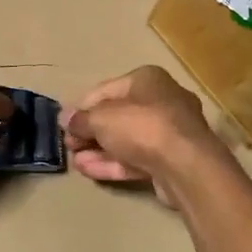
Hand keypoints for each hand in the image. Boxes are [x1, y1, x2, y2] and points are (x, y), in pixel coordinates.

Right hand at [59, 66, 233, 207]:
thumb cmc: (142, 127)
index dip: (81, 107)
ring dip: (98, 150)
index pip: (105, 90)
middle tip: (69, 145)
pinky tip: (89, 171)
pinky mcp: (172, 160)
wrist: (186, 166)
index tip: (65, 124)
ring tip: (75, 162)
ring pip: (127, 139)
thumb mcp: (101, 119)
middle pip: (117, 115)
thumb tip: (65, 119)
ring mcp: (170, 132)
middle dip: (90, 131)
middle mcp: (162, 100)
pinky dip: (113, 163)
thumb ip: (81, 119)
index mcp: (147, 79)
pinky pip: (137, 158)